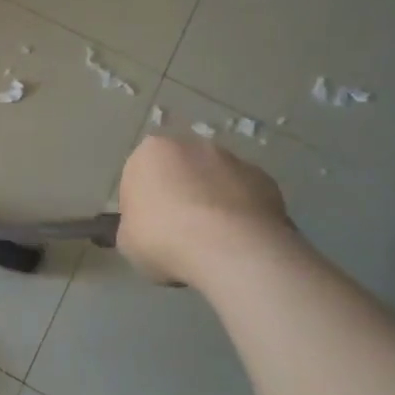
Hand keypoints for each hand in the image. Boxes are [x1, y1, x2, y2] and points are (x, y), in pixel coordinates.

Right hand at [117, 135, 292, 288]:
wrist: (230, 248)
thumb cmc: (163, 238)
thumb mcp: (127, 241)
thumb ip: (135, 225)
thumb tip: (149, 228)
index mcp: (150, 152)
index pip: (139, 176)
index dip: (143, 205)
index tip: (149, 230)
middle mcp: (192, 145)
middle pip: (181, 172)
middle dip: (180, 195)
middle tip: (180, 234)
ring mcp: (233, 160)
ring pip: (216, 182)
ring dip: (213, 203)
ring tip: (214, 242)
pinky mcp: (266, 180)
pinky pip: (246, 198)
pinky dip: (242, 214)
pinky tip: (239, 242)